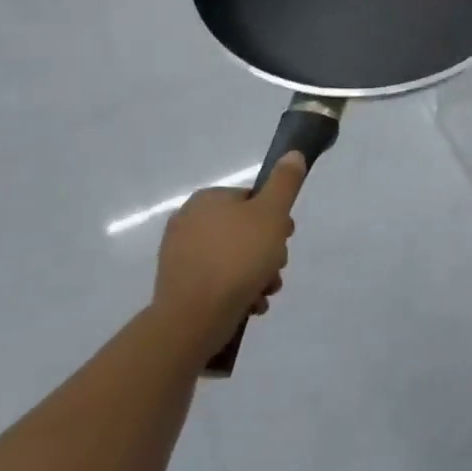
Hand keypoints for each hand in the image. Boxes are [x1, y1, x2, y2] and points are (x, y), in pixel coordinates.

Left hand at [152, 155, 305, 358]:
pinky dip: (237, 289)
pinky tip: (251, 304)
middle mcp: (188, 221)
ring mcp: (180, 255)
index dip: (276, 218)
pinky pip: (218, 280)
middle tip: (277, 268)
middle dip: (268, 251)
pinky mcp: (179, 284)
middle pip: (245, 230)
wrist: (194, 317)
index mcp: (207, 200)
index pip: (252, 200)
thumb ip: (285, 182)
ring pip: (234, 257)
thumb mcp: (272, 213)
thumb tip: (292, 153)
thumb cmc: (238, 258)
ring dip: (257, 273)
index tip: (286, 237)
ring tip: (266, 291)